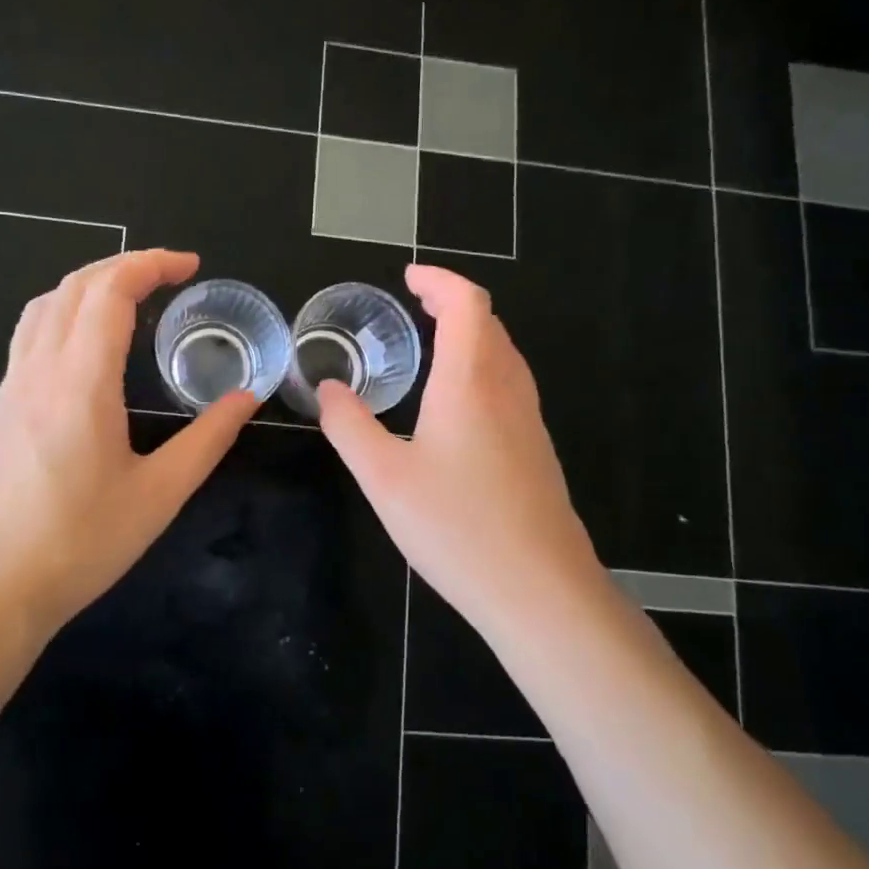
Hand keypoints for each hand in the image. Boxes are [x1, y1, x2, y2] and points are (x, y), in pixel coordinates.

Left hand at [0, 249, 255, 637]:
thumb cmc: (78, 545)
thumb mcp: (158, 496)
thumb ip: (207, 440)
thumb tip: (246, 398)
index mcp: (80, 382)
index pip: (110, 292)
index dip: (152, 265)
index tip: (191, 266)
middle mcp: (40, 370)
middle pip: (74, 286)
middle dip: (124, 265)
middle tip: (170, 273)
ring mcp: (12, 387)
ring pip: (45, 305)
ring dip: (89, 283)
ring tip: (130, 293)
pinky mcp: (1, 408)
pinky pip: (30, 333)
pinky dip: (64, 310)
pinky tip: (86, 341)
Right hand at [317, 265, 600, 637]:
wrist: (540, 592)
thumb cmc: (457, 528)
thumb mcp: (383, 477)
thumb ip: (349, 426)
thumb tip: (327, 387)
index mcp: (470, 382)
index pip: (466, 304)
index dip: (439, 279)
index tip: (408, 277)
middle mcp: (507, 390)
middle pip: (489, 322)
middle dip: (451, 301)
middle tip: (414, 303)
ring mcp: (529, 421)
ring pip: (504, 353)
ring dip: (470, 332)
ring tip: (432, 341)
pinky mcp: (536, 450)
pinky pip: (509, 383)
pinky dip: (481, 364)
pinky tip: (457, 400)